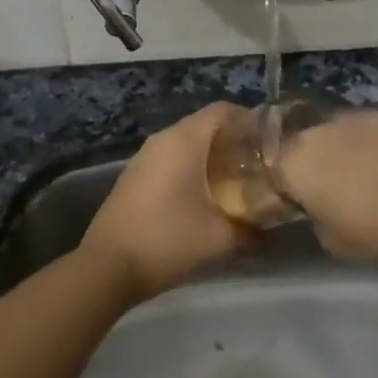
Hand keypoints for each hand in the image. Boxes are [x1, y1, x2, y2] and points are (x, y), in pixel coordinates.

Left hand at [80, 102, 254, 299]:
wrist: (107, 268)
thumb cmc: (167, 241)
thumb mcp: (221, 240)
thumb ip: (252, 232)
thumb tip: (269, 232)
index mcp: (184, 141)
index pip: (223, 110)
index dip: (250, 120)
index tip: (270, 143)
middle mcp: (163, 140)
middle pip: (206, 125)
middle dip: (234, 141)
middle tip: (258, 166)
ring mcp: (144, 157)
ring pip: (187, 143)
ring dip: (212, 156)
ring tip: (236, 182)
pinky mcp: (135, 176)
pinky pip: (171, 159)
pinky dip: (191, 169)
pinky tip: (203, 197)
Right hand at [276, 110, 377, 262]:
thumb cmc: (376, 228)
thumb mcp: (332, 242)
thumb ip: (313, 220)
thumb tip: (316, 209)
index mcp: (292, 166)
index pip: (270, 172)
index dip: (280, 188)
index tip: (293, 203)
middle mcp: (310, 134)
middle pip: (295, 147)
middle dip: (302, 165)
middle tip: (321, 189)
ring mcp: (342, 119)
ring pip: (324, 135)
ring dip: (329, 151)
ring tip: (350, 173)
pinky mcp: (371, 114)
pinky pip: (351, 128)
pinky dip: (356, 142)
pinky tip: (374, 160)